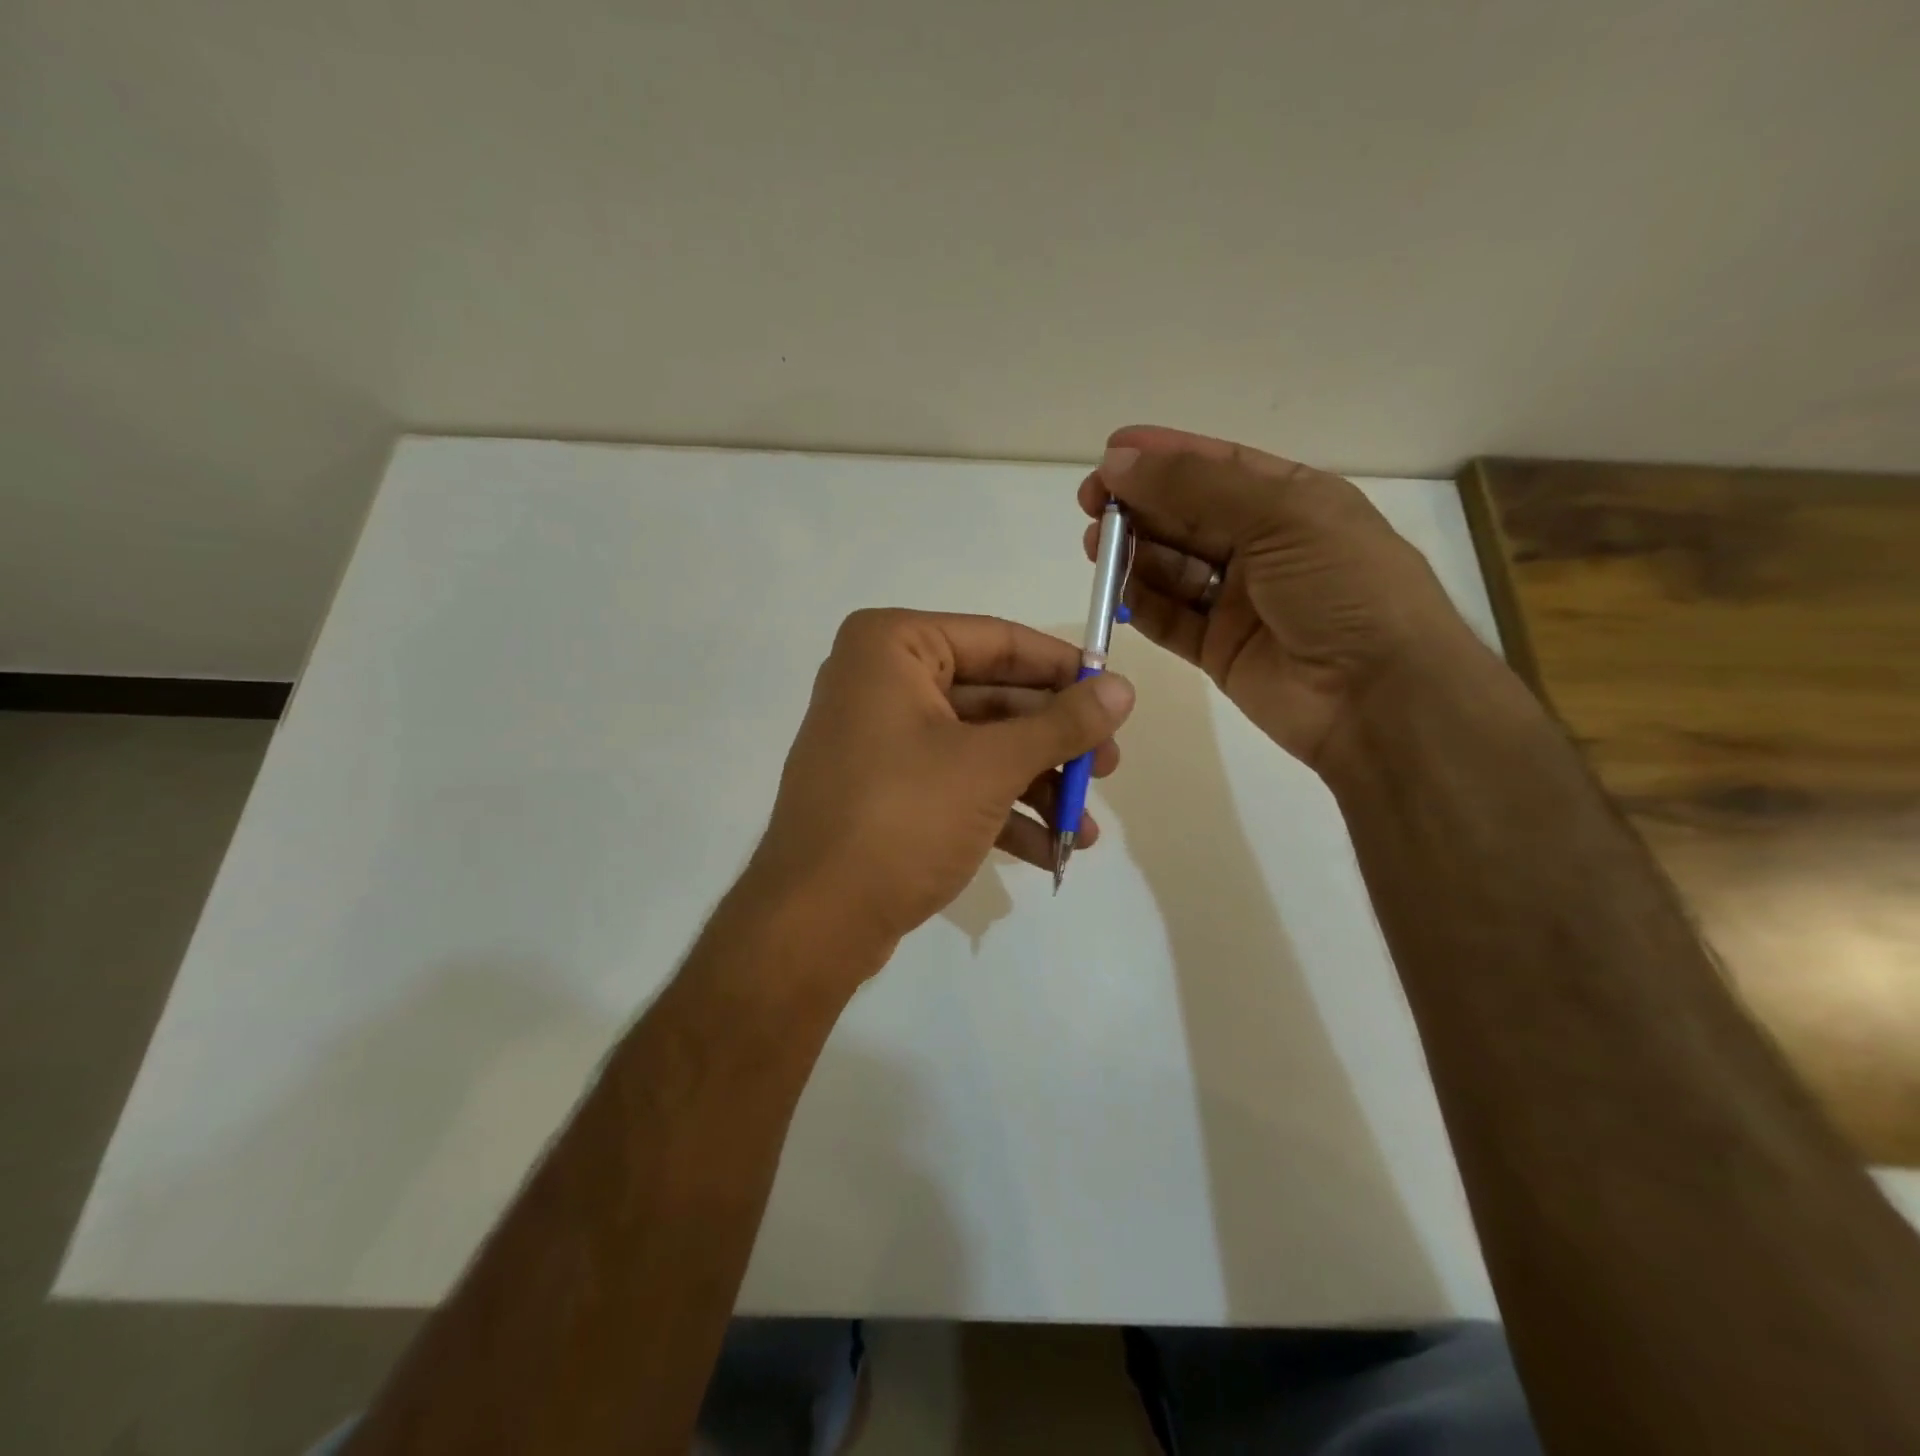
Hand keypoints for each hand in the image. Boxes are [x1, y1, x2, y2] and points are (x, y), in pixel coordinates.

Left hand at [747, 609, 1134, 952]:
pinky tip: (1051, 850)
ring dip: (1036, 786)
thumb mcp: (991, 766)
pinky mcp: (885, 790)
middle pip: (993, 698)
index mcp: (893, 647)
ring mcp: (881, 739)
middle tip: (1110, 767)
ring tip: (1085, 828)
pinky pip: (955, 783)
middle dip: (1054, 742)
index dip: (1063, 669)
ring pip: (978, 746)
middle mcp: (881, 681)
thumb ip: (1061, 724)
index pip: (998, 641)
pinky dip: (1002, 812)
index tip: (1116, 694)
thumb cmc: (902, 819)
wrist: (814, 922)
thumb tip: (1122, 687)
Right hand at [1081, 425, 1482, 771]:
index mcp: (1292, 502)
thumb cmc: (1344, 587)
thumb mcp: (1281, 516)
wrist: (1379, 696)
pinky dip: (1141, 604)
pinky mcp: (1219, 648)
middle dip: (1140, 505)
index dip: (1164, 457)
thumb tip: (1118, 464)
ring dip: (1133, 553)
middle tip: (1091, 504)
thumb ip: (1195, 488)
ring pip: (1172, 567)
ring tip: (1096, 546)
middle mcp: (1263, 547)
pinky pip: (1170, 618)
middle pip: (1187, 516)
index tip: (1110, 454)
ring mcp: (1239, 601)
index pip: (1217, 467)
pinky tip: (1114, 590)